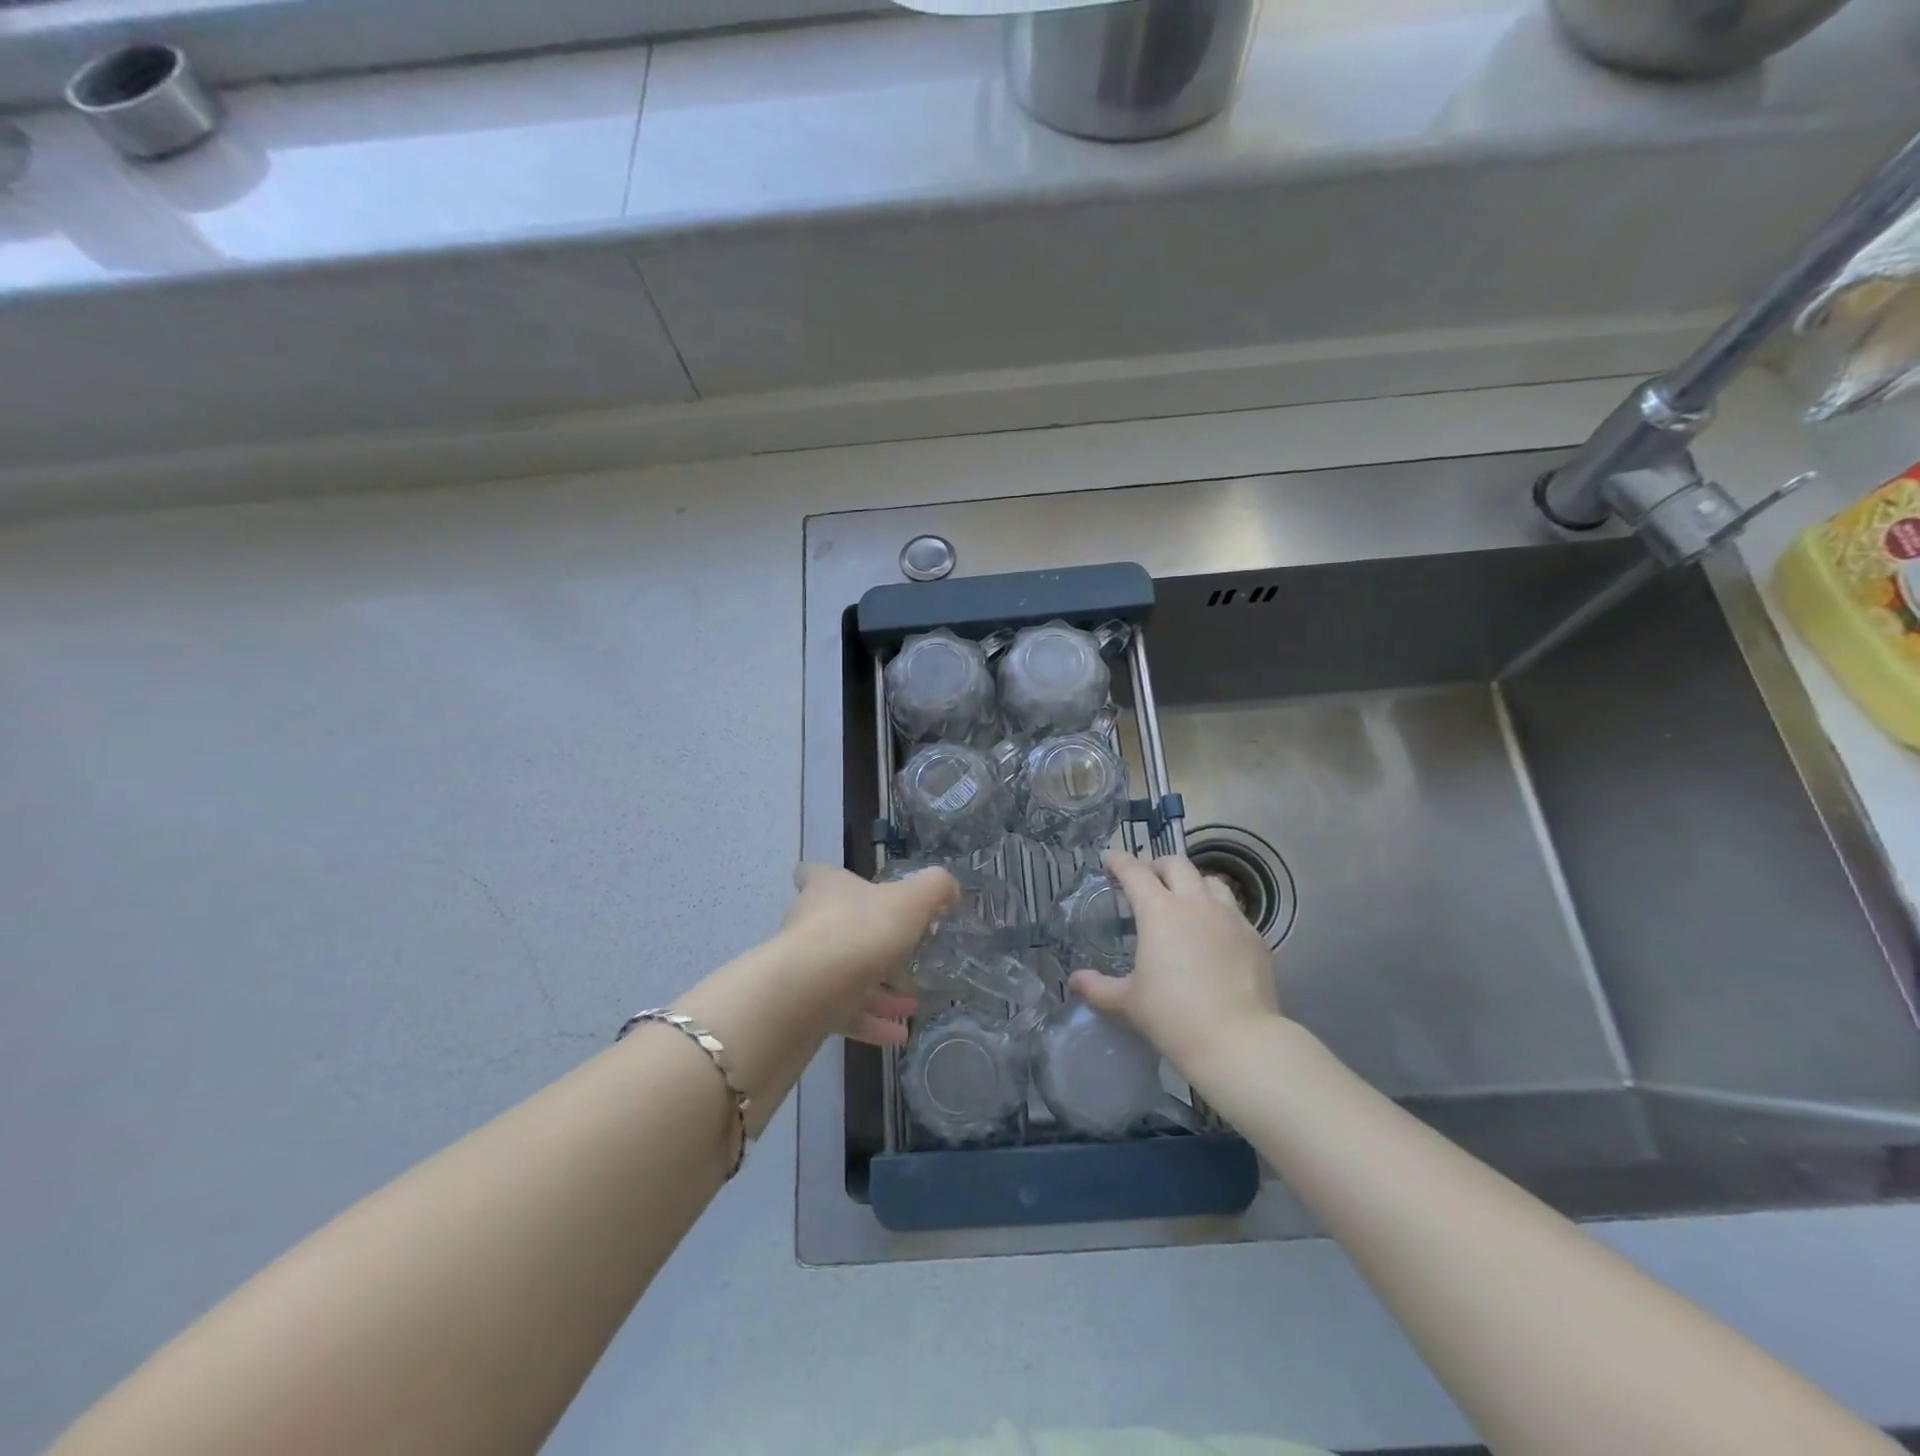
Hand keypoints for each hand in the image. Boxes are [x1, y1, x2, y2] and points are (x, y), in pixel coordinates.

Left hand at [780, 862, 956, 1045]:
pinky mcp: (805, 1007)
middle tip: (905, 957)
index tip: (852, 888)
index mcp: (827, 890)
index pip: (814, 874)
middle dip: (873, 946)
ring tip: (912, 1005)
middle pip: (838, 929)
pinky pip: (843, 1014)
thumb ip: (934, 889)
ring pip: (845, 976)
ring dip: (878, 992)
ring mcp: (805, 968)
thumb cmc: (861, 931)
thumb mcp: (911, 901)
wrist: (810, 991)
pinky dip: (871, 1024)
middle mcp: (810, 924)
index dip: (829, 878)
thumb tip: (949, 887)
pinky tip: (899, 1035)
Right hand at [1069, 850, 1280, 1074]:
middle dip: (1157, 866)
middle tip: (1146, 881)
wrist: (1238, 1042)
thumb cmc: (1173, 1016)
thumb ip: (1098, 987)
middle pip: (1176, 864)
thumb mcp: (1128, 1002)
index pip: (1135, 872)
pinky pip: (1234, 911)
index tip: (1109, 859)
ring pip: (1210, 882)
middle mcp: (1196, 904)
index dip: (1119, 860)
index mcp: (1159, 911)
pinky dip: (1217, 912)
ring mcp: (1231, 918)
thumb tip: (1076, 981)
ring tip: (1184, 902)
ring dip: (1192, 884)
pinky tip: (1213, 936)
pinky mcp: (1255, 937)